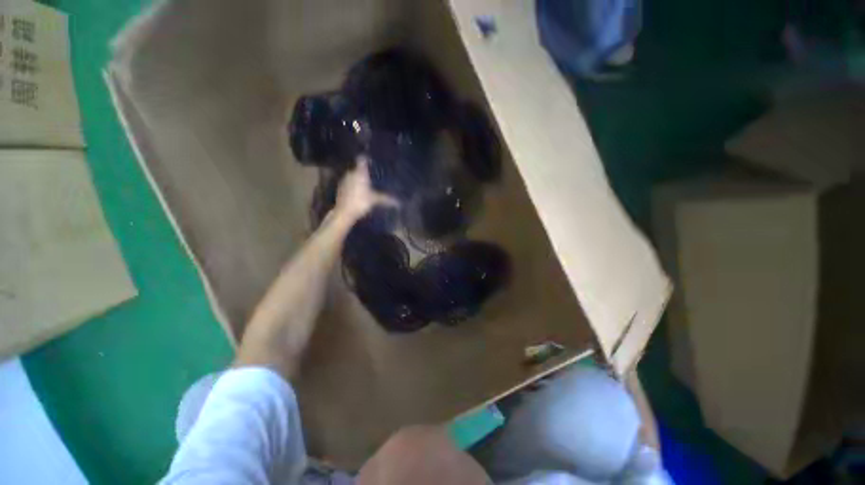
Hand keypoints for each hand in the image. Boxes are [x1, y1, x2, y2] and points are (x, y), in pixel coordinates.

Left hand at [334, 157, 397, 221]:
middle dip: (364, 171)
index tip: (371, 159)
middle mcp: (351, 173)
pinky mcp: (340, 188)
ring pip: (353, 175)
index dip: (366, 158)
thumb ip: (386, 198)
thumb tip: (399, 202)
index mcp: (359, 173)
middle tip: (373, 175)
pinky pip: (348, 183)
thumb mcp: (375, 200)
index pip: (362, 159)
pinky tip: (359, 191)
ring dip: (358, 178)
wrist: (344, 213)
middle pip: (358, 168)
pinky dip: (353, 185)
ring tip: (367, 183)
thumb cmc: (361, 202)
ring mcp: (344, 180)